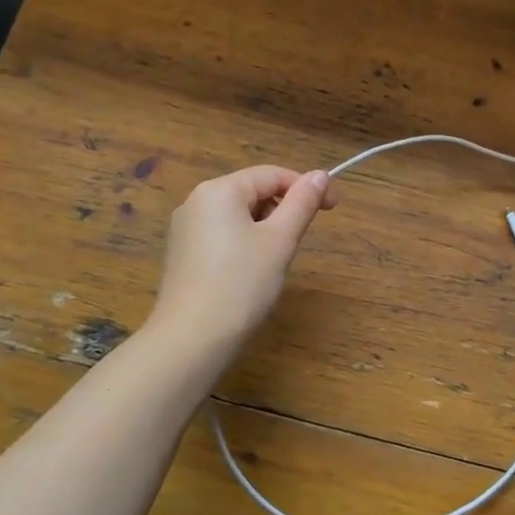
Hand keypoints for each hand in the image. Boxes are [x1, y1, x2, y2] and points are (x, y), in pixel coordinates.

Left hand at [148, 166, 335, 356]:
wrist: (191, 340)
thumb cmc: (242, 284)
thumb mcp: (280, 240)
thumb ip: (302, 203)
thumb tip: (320, 175)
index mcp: (219, 190)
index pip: (271, 174)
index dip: (305, 188)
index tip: (332, 209)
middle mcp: (196, 201)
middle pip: (252, 192)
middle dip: (283, 210)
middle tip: (299, 242)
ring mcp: (185, 229)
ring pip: (238, 215)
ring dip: (265, 228)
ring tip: (275, 261)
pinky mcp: (182, 255)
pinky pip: (222, 235)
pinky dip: (244, 244)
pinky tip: (250, 274)